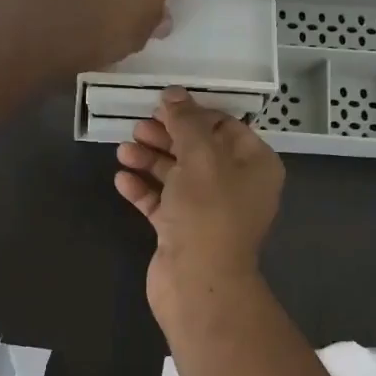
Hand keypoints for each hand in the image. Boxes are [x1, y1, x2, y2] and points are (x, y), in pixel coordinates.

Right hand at [115, 88, 284, 324]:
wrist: (198, 281)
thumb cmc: (208, 212)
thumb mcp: (200, 156)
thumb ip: (186, 121)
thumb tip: (173, 94)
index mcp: (254, 165)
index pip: (225, 126)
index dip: (193, 113)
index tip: (162, 105)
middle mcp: (235, 186)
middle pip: (197, 150)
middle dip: (166, 136)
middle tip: (137, 127)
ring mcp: (207, 211)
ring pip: (176, 176)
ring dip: (149, 160)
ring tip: (123, 151)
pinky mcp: (182, 231)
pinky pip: (161, 202)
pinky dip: (143, 189)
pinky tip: (121, 180)